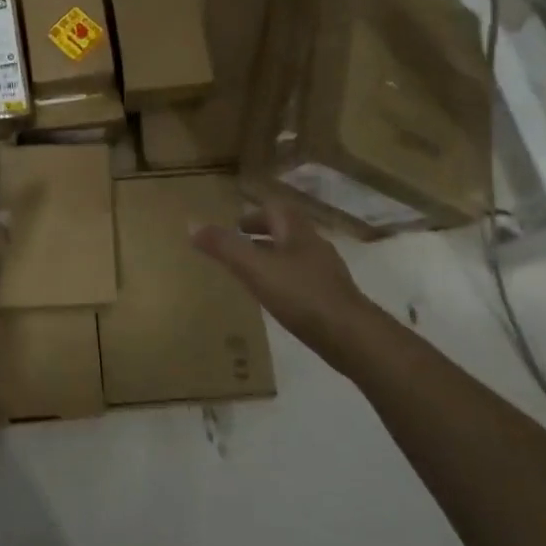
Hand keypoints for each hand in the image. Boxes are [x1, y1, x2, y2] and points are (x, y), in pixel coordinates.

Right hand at [193, 201, 372, 369]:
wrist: (353, 338)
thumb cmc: (302, 295)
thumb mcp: (255, 269)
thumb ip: (224, 247)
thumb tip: (191, 223)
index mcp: (297, 231)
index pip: (276, 208)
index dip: (255, 213)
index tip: (236, 225)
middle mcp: (314, 245)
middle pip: (287, 231)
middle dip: (264, 235)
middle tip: (241, 246)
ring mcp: (327, 273)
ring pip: (296, 256)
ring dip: (275, 258)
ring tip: (254, 274)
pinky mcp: (334, 298)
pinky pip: (305, 280)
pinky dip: (288, 281)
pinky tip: (279, 301)